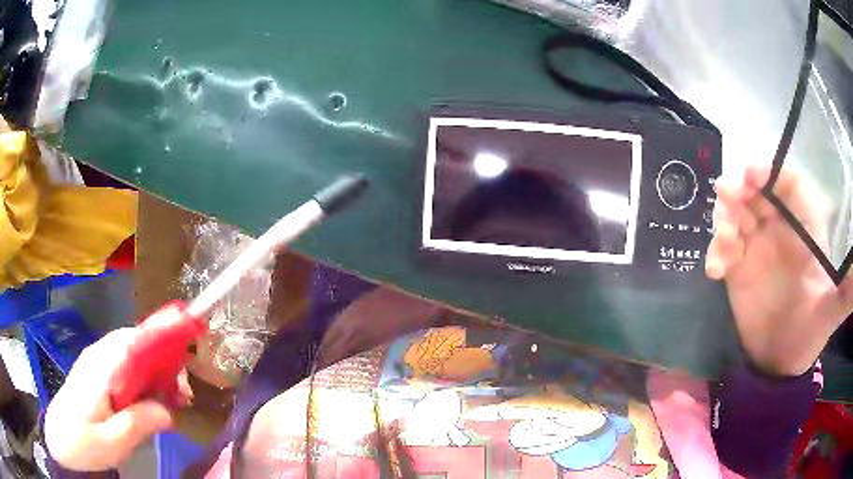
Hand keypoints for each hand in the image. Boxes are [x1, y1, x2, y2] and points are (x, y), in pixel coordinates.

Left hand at [45, 327, 191, 470]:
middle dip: (164, 362)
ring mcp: (96, 365)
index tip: (190, 351)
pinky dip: (143, 381)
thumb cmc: (83, 442)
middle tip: (183, 395)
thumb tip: (169, 410)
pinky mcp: (96, 377)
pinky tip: (150, 403)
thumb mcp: (113, 441)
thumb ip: (140, 422)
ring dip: (155, 373)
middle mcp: (98, 357)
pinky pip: (124, 369)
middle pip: (136, 344)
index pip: (134, 337)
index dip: (163, 336)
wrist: (60, 443)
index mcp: (101, 366)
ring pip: (131, 356)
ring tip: (172, 401)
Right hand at [706, 164, 852, 376]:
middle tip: (726, 192)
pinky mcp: (738, 264)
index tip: (753, 172)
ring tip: (724, 240)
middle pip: (758, 189)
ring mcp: (757, 243)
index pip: (790, 184)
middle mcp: (781, 226)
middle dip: (740, 185)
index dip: (772, 170)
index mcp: (805, 226)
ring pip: (737, 211)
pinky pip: (723, 247)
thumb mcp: (832, 310)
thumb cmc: (811, 331)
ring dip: (725, 216)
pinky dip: (716, 251)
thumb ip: (846, 291)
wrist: (780, 361)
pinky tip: (715, 270)